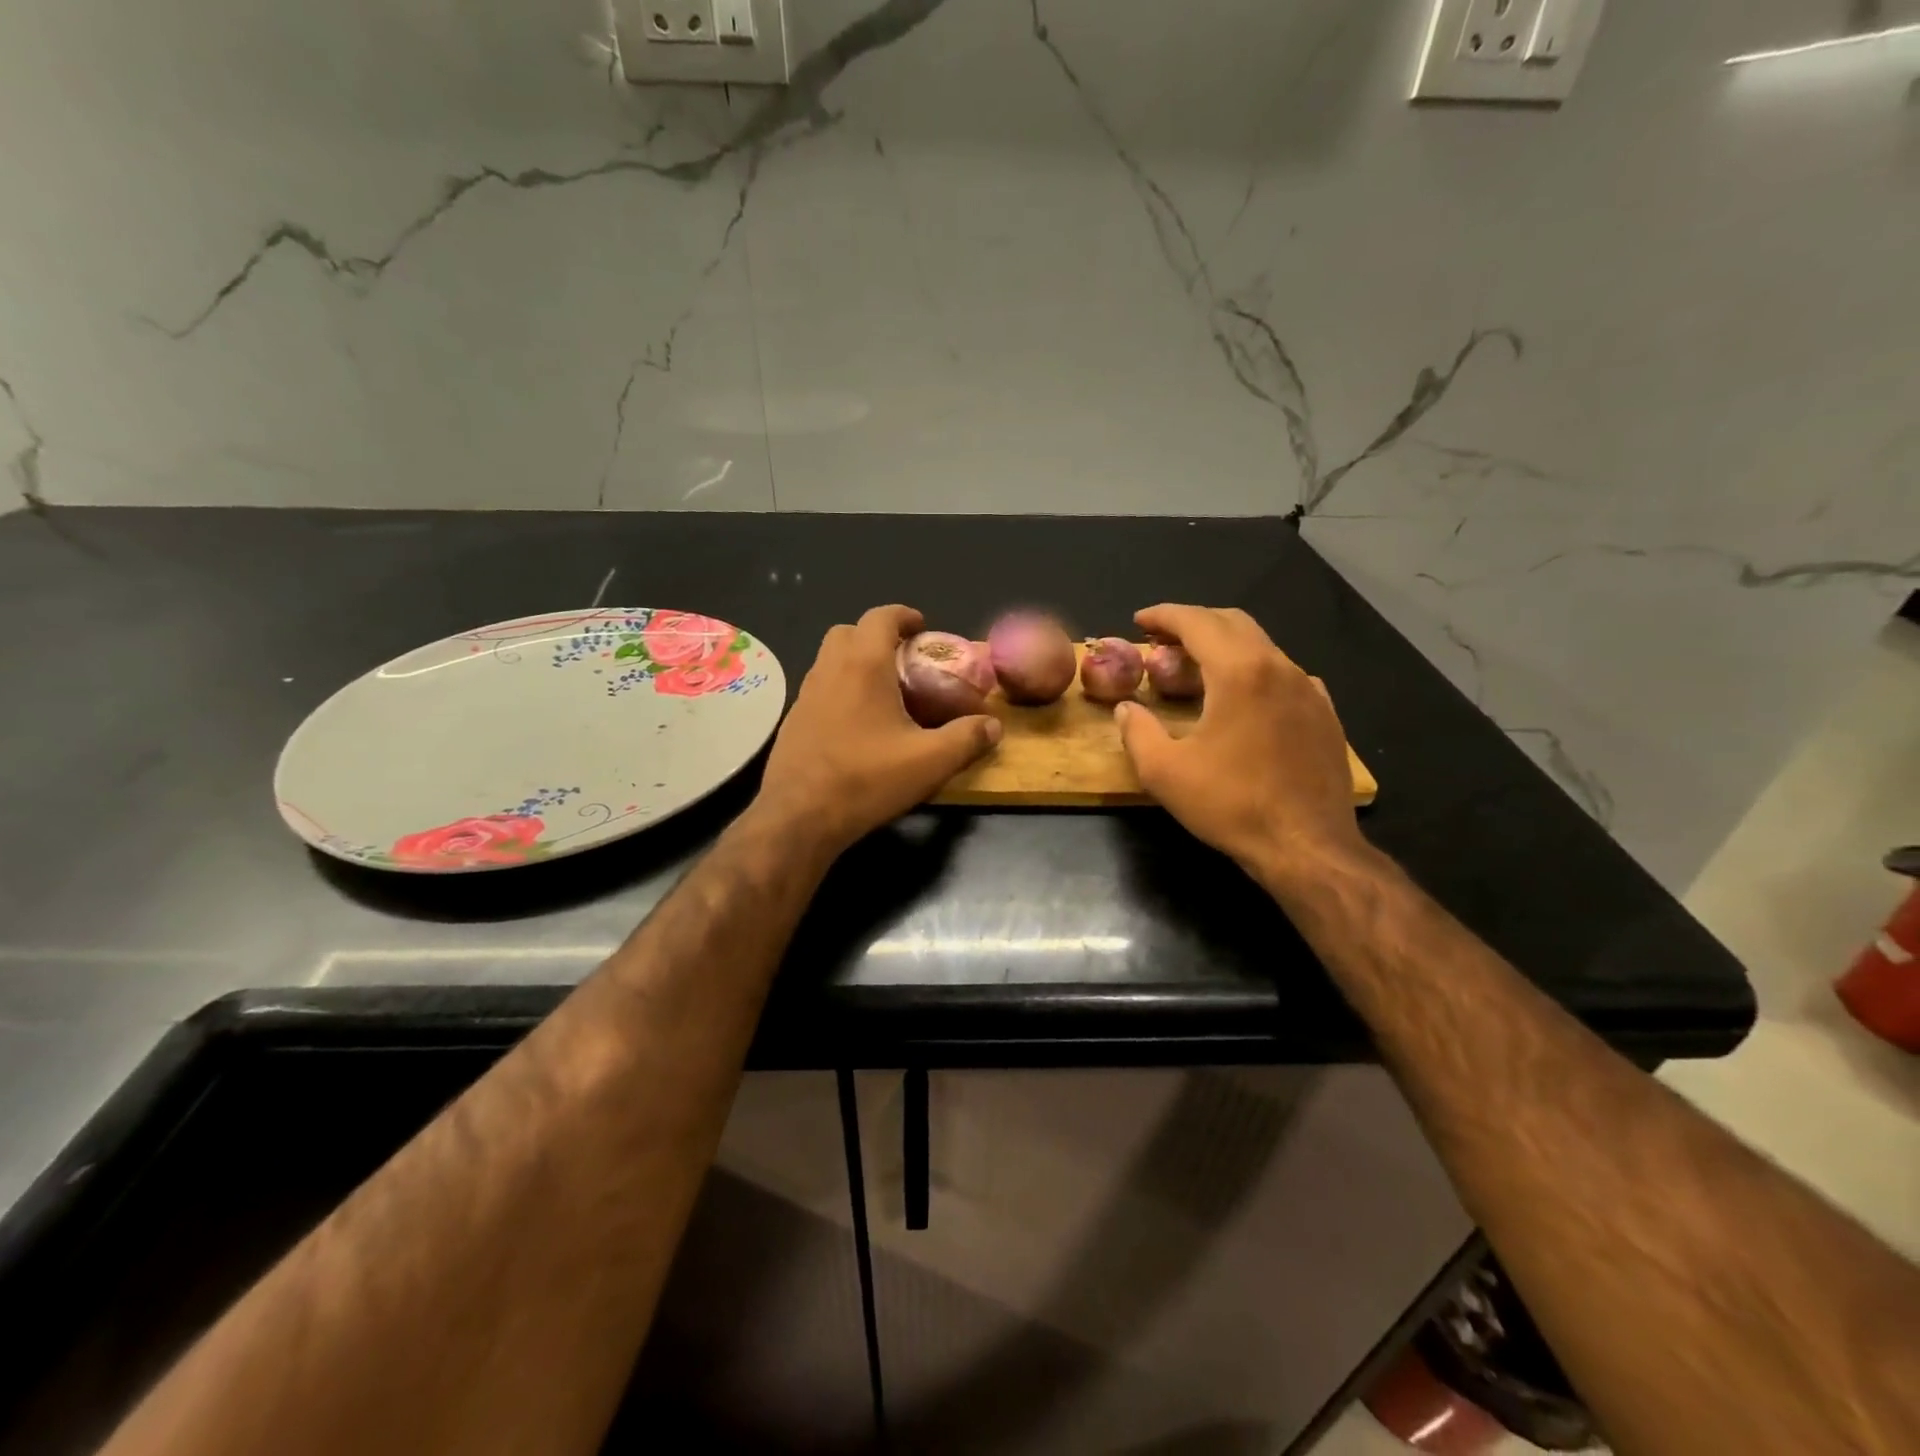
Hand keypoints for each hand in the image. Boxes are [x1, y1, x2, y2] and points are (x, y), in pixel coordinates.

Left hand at [755, 605, 1001, 856]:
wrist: (799, 817)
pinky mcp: (793, 722)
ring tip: (884, 693)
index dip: (903, 615)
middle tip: (903, 660)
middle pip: (848, 632)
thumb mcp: (929, 762)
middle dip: (876, 636)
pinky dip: (839, 691)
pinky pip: (819, 690)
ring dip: (855, 663)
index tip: (922, 628)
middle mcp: (829, 670)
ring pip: (829, 661)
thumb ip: (966, 739)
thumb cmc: (867, 779)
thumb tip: (994, 726)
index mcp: (863, 666)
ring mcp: (804, 696)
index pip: (880, 617)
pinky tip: (858, 726)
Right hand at [1115, 604, 1368, 888]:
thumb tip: (1126, 709)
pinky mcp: (1325, 714)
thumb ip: (1136, 731)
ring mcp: (1308, 689)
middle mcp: (1279, 667)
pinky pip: (1285, 674)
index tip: (1139, 621)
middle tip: (1162, 640)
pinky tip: (1242, 697)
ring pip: (1261, 646)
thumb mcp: (1164, 772)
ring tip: (1195, 668)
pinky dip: (1254, 671)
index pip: (1197, 623)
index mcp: (1239, 672)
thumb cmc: (1231, 805)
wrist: (1307, 846)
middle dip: (1193, 623)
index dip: (1164, 616)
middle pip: (1232, 623)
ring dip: (1224, 646)